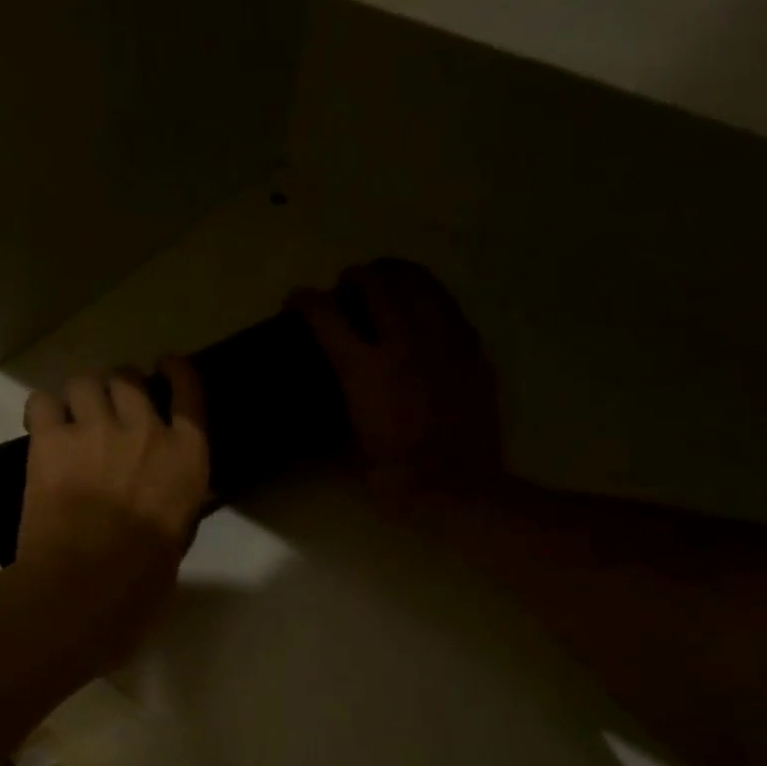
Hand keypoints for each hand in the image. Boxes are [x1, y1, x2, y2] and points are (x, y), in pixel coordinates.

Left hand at [14, 356, 210, 662]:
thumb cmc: (144, 575)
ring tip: (72, 417)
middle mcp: (144, 427)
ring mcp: (95, 428)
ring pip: (84, 381)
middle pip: (127, 378)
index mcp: (186, 453)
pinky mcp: (51, 439)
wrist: (87, 583)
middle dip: (118, 387)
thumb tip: (167, 487)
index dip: (174, 370)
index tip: (164, 365)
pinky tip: (42, 429)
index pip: (188, 389)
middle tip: (108, 408)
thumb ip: (175, 495)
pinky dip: (42, 411)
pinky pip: (41, 402)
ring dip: (80, 395)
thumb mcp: (181, 530)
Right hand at [290, 259, 499, 503]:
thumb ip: (331, 419)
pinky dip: (428, 296)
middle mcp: (403, 344)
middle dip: (354, 277)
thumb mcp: (347, 450)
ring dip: (395, 274)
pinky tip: (422, 307)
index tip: (295, 300)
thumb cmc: (395, 478)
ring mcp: (442, 343)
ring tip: (385, 280)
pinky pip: (448, 305)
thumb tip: (316, 410)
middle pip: (376, 285)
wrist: (459, 491)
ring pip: (419, 283)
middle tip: (345, 287)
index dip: (305, 301)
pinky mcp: (471, 351)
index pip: (326, 316)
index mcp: (365, 370)